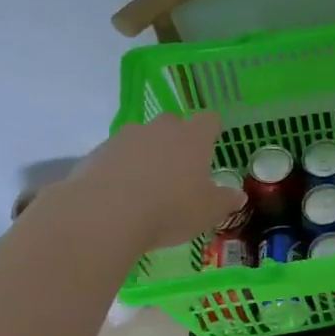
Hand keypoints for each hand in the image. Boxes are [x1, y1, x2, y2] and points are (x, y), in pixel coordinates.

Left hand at [65, 112, 240, 248]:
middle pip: (172, 123)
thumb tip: (238, 195)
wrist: (104, 215)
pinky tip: (120, 195)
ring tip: (146, 185)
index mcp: (193, 137)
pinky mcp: (96, 153)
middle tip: (178, 169)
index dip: (211, 130)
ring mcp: (125, 138)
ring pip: (141, 138)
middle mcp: (160, 129)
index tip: (211, 146)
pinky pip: (115, 155)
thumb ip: (225, 200)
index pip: (209, 120)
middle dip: (176, 140)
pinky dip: (120, 168)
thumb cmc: (170, 209)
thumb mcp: (208, 211)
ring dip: (146, 154)